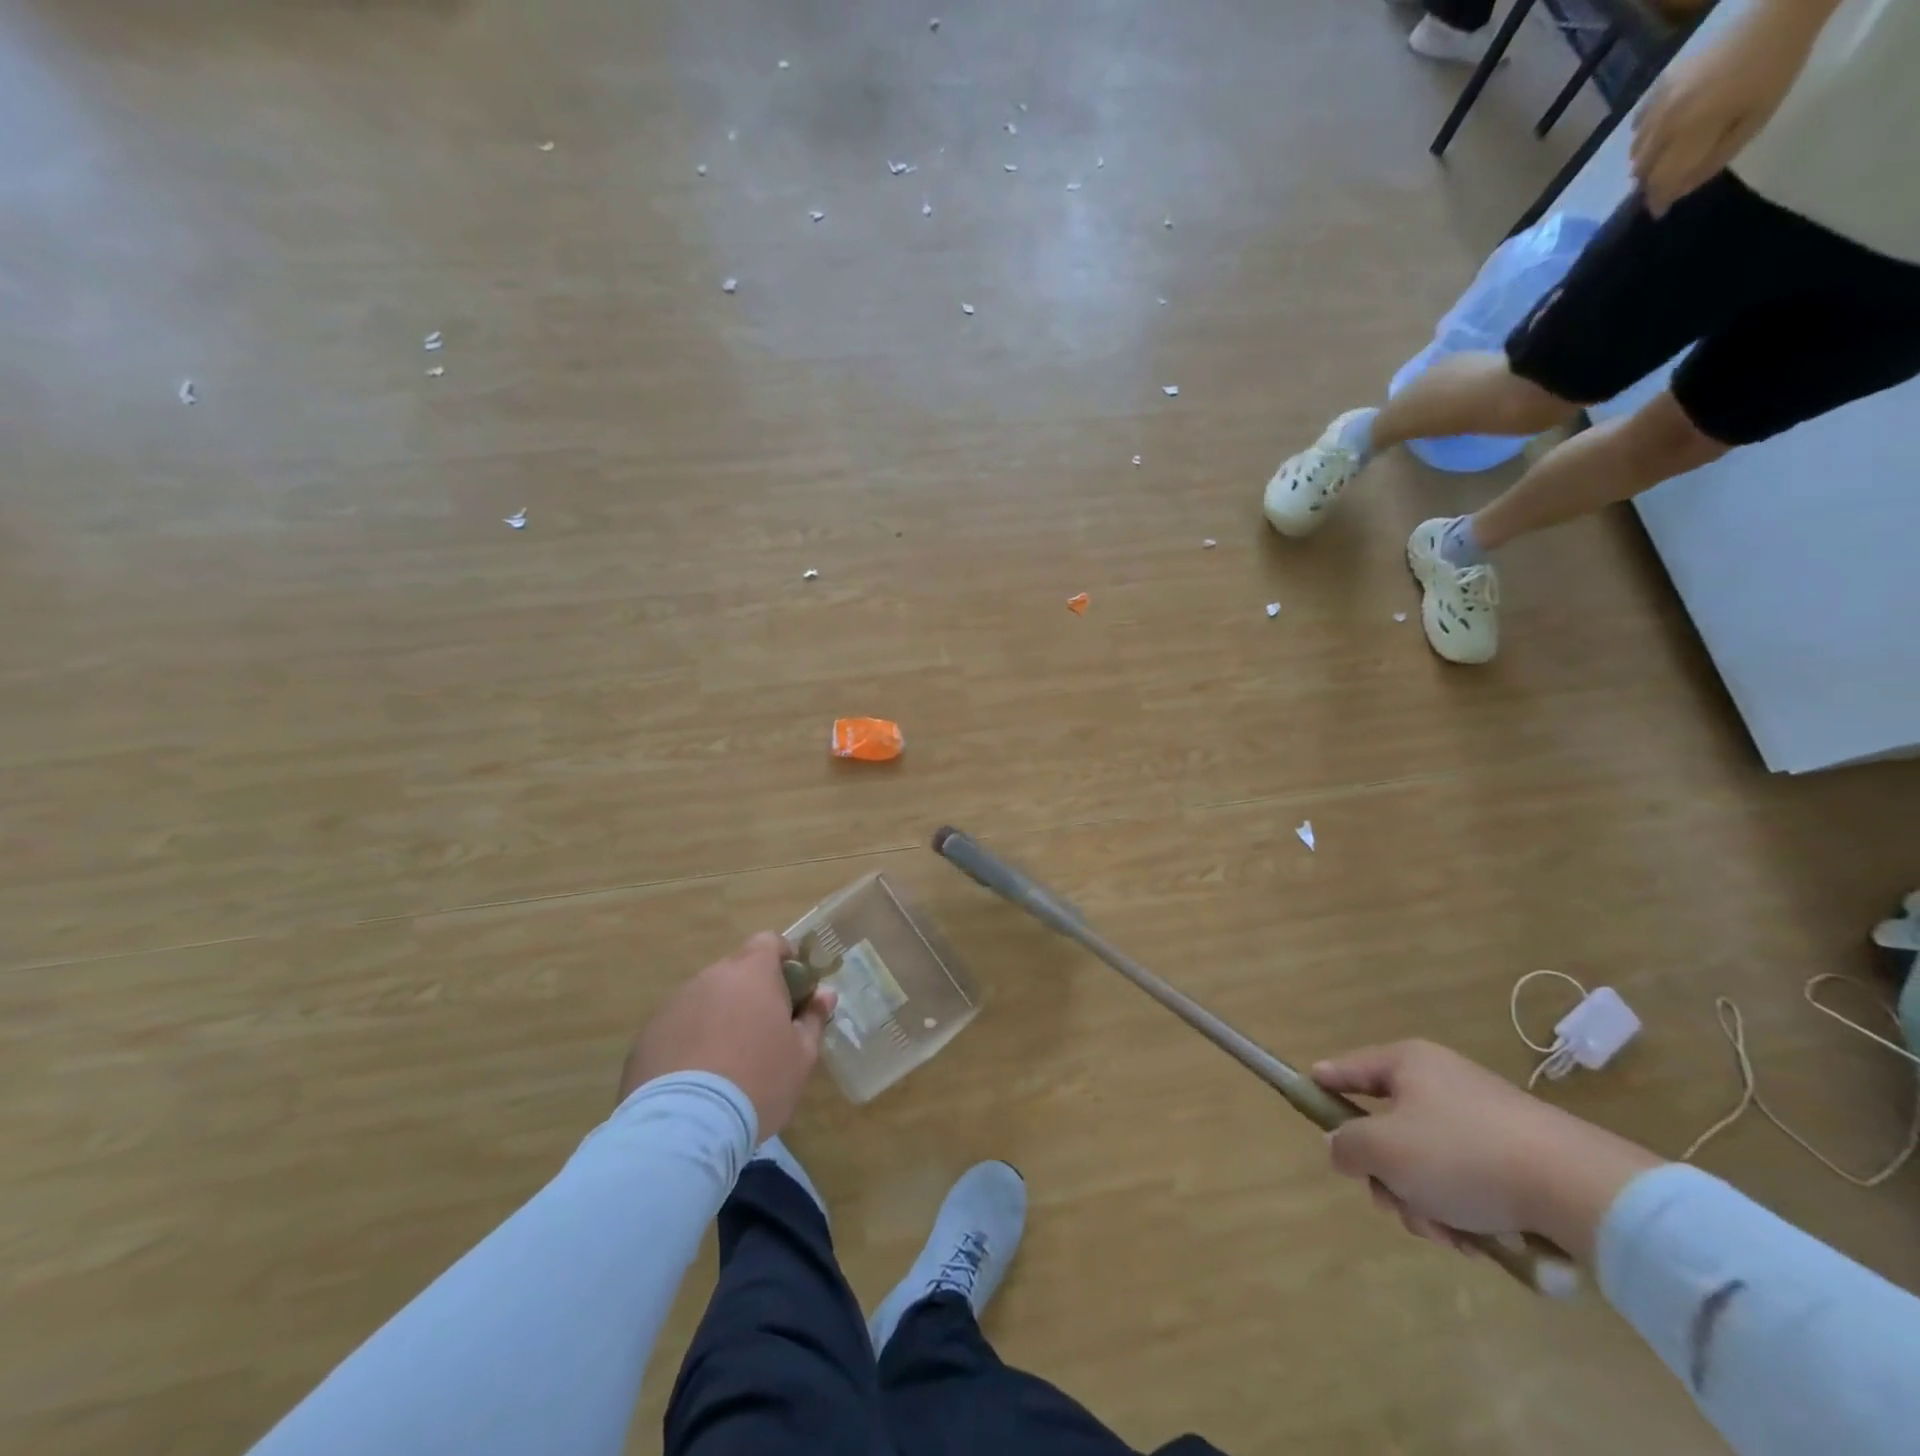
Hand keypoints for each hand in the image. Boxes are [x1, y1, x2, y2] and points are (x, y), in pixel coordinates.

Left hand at [618, 932, 837, 1139]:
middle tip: (765, 1031)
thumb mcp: (801, 1056)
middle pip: (736, 972)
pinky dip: (690, 1042)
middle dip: (751, 993)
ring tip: (728, 1062)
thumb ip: (813, 1019)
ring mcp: (675, 1004)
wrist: (685, 1127)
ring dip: (719, 1017)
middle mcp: (711, 976)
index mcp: (752, 972)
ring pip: (706, 1000)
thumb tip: (825, 995)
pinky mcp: (647, 1035)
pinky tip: (697, 1080)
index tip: (794, 987)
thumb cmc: (758, 1081)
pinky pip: (678, 1028)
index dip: (784, 958)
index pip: (769, 942)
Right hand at [1314, 1040, 1661, 1261]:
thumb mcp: (1384, 1149)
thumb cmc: (1462, 1154)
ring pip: (1424, 1162)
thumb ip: (1346, 1145)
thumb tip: (1339, 1147)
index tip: (1306, 1093)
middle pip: (1387, 1127)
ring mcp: (1481, 1118)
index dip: (1324, 1081)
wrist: (1577, 1188)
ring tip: (1443, 1231)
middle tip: (1393, 1202)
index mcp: (1408, 1064)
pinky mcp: (1514, 1155)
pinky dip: (1458, 1210)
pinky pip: (1463, 1180)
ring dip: (1421, 1201)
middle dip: (1386, 1175)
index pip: (1349, 1067)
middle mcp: (1441, 1082)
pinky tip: (1472, 1239)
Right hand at [1629, 0, 1821, 215]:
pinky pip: (1638, 126)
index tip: (1660, 212)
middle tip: (1667, 183)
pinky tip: (1662, 132)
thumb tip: (1678, 192)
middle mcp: (1665, 124)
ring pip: (1636, 152)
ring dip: (1647, 161)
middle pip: (1642, 170)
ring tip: (1664, 158)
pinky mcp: (1659, 89)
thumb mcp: (1754, 122)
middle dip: (1652, 181)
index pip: (1659, 181)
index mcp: (1690, 133)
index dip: (1658, 200)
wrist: (1779, 16)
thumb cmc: (1776, 71)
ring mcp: (1658, 105)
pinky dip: (1644, 137)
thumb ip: (1713, 161)